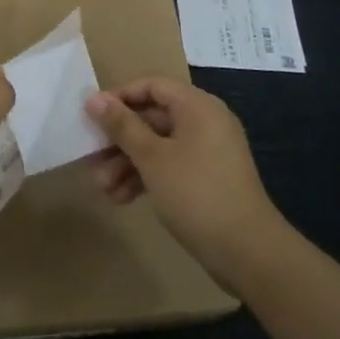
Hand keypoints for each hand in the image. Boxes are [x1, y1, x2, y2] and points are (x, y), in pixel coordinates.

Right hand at [85, 78, 286, 285]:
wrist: (248, 252)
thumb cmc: (196, 193)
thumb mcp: (152, 158)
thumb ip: (122, 126)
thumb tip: (94, 98)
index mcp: (197, 106)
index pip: (152, 86)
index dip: (120, 97)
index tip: (92, 116)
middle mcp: (204, 122)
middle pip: (152, 118)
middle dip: (119, 140)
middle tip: (91, 159)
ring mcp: (207, 152)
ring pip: (158, 146)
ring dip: (127, 163)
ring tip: (102, 188)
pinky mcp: (207, 179)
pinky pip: (170, 166)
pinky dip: (146, 177)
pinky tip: (122, 198)